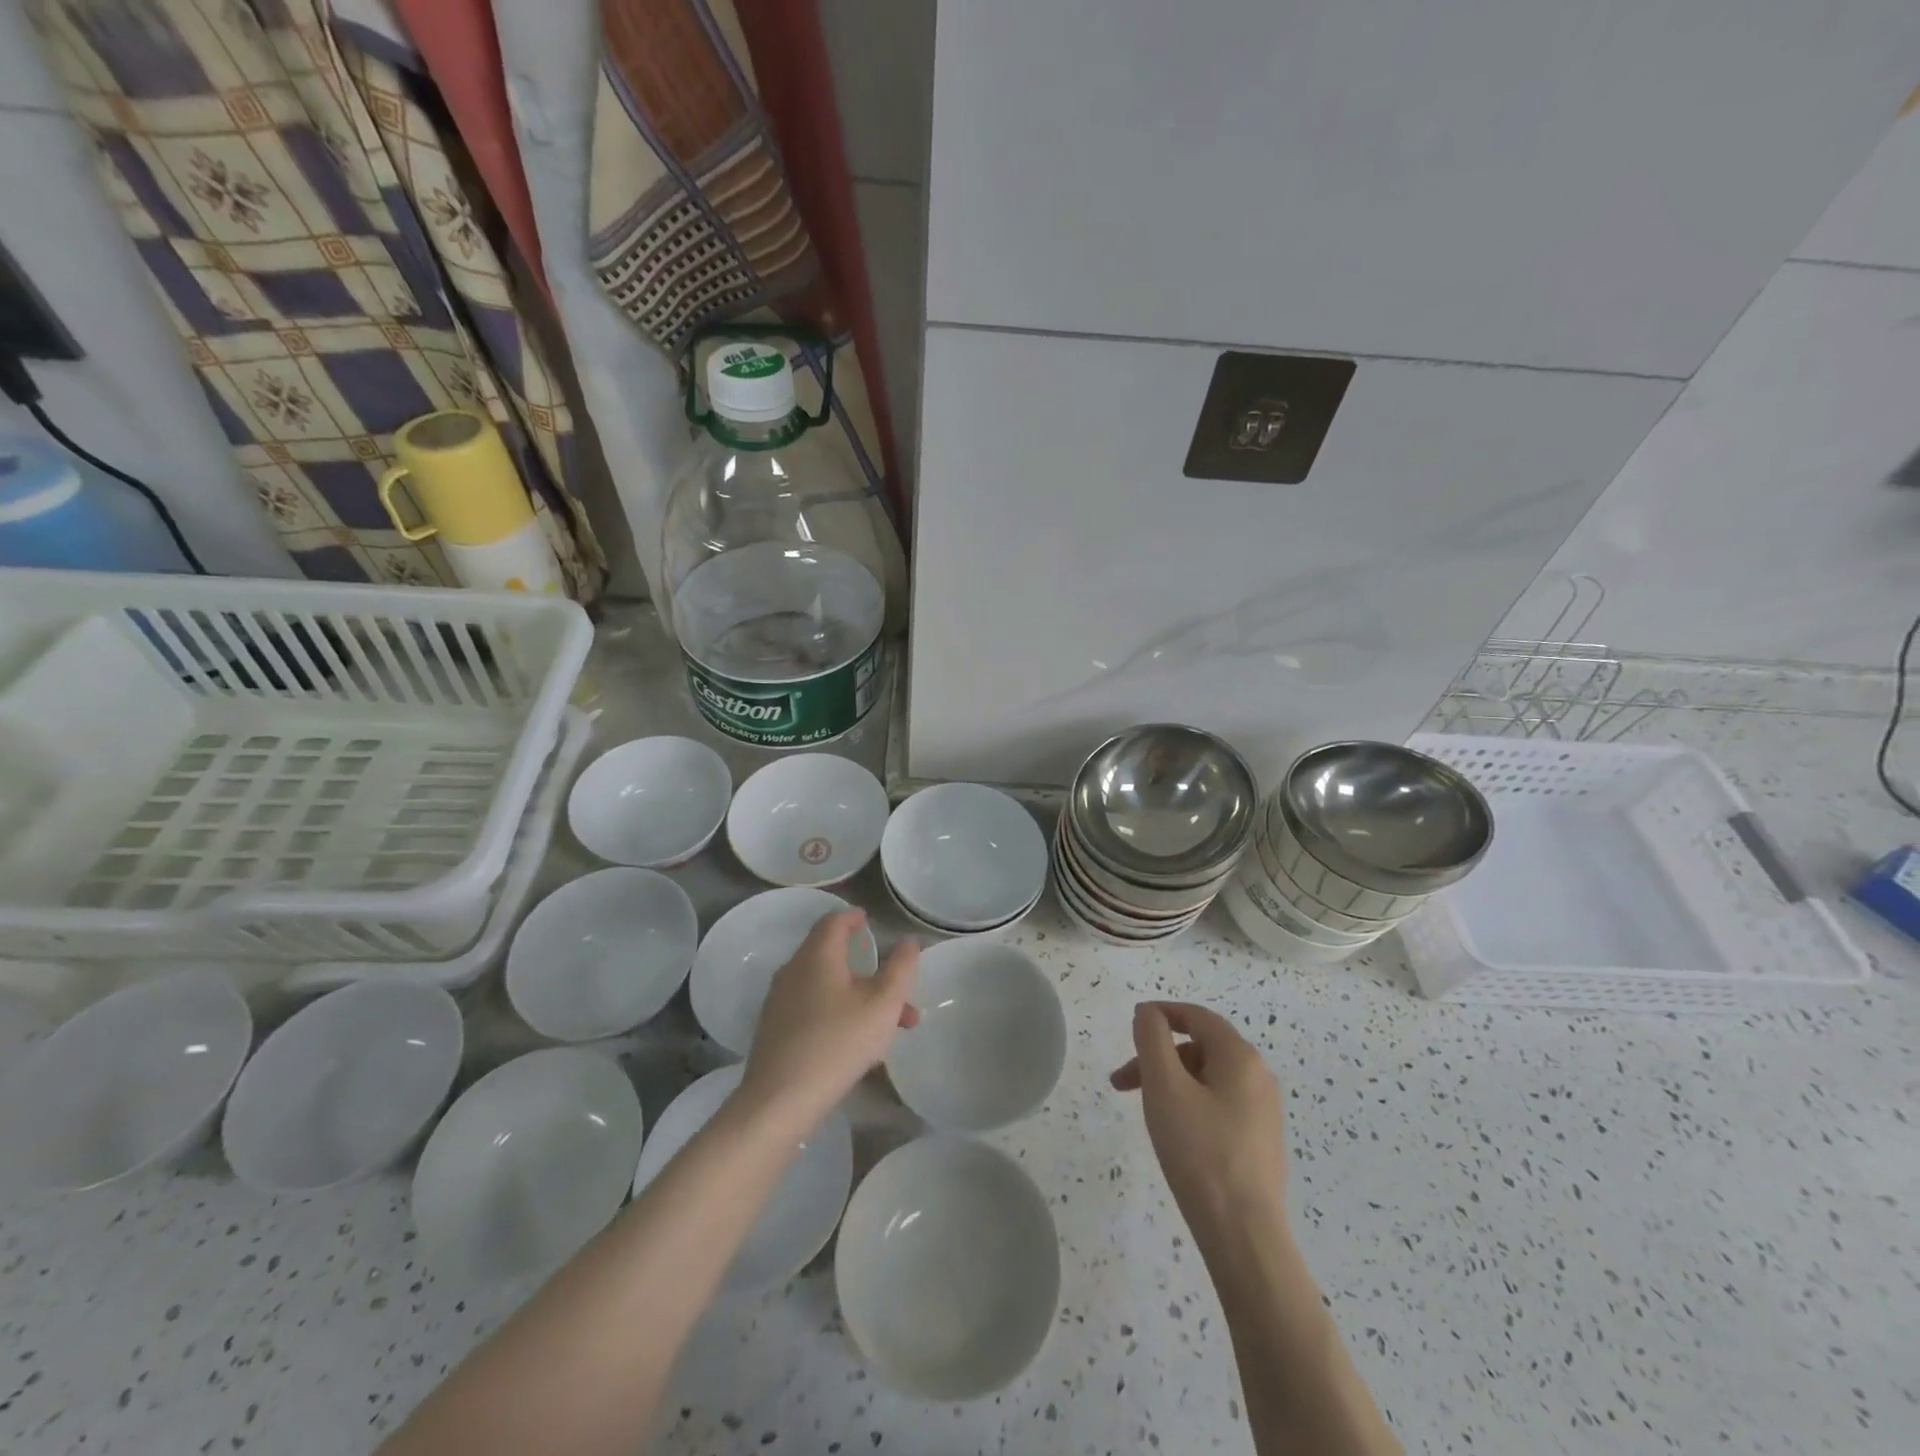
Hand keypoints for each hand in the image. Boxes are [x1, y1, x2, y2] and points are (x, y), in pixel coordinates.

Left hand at [740, 911, 918, 1128]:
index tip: (869, 922)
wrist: (780, 1100)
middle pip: (832, 956)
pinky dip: (838, 1013)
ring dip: (859, 997)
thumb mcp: (883, 1003)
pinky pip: (812, 1009)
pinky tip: (857, 1044)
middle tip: (896, 988)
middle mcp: (793, 970)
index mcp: (817, 955)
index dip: (853, 917)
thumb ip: (901, 968)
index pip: (833, 921)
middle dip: (868, 969)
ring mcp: (780, 1002)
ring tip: (890, 1027)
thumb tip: (908, 942)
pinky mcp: (774, 1030)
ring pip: (826, 987)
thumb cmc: (839, 1041)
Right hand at [1111, 1002, 1286, 1240]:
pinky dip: (1188, 1103)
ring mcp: (1262, 1111)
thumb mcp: (1165, 1087)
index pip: (1197, 1016)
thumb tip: (1149, 1012)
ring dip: (1169, 1082)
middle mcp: (1258, 1076)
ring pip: (1207, 1077)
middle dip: (1158, 1056)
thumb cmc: (1199, 1152)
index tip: (1131, 1024)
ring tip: (1143, 1111)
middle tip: (1122, 1082)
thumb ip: (1153, 1039)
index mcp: (1240, 1057)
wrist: (1243, 1235)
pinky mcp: (1259, 1141)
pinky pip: (1218, 1104)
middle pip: (1200, 1047)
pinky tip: (1173, 1132)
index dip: (1161, 1014)